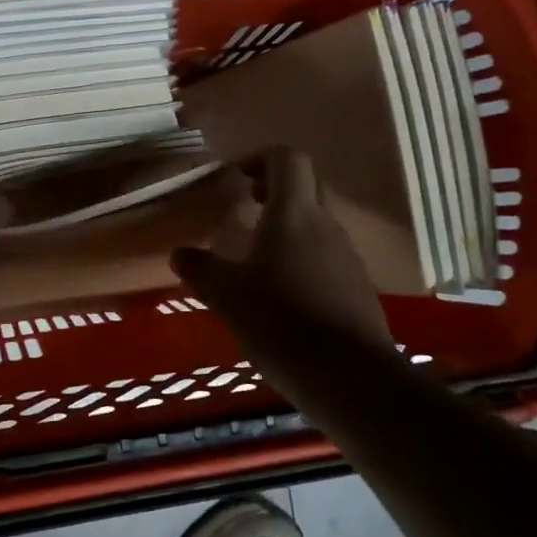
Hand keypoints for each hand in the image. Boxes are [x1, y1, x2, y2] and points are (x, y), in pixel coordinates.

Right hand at [171, 148, 395, 372]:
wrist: (351, 378)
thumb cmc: (281, 322)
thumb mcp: (227, 296)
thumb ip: (200, 269)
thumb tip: (179, 253)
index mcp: (293, 214)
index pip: (287, 158)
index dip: (260, 158)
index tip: (236, 178)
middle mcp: (325, 224)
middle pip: (305, 186)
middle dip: (274, 190)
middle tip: (245, 209)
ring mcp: (347, 255)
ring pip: (316, 223)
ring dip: (289, 227)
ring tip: (259, 257)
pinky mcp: (358, 286)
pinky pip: (327, 256)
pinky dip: (304, 259)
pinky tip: (284, 295)